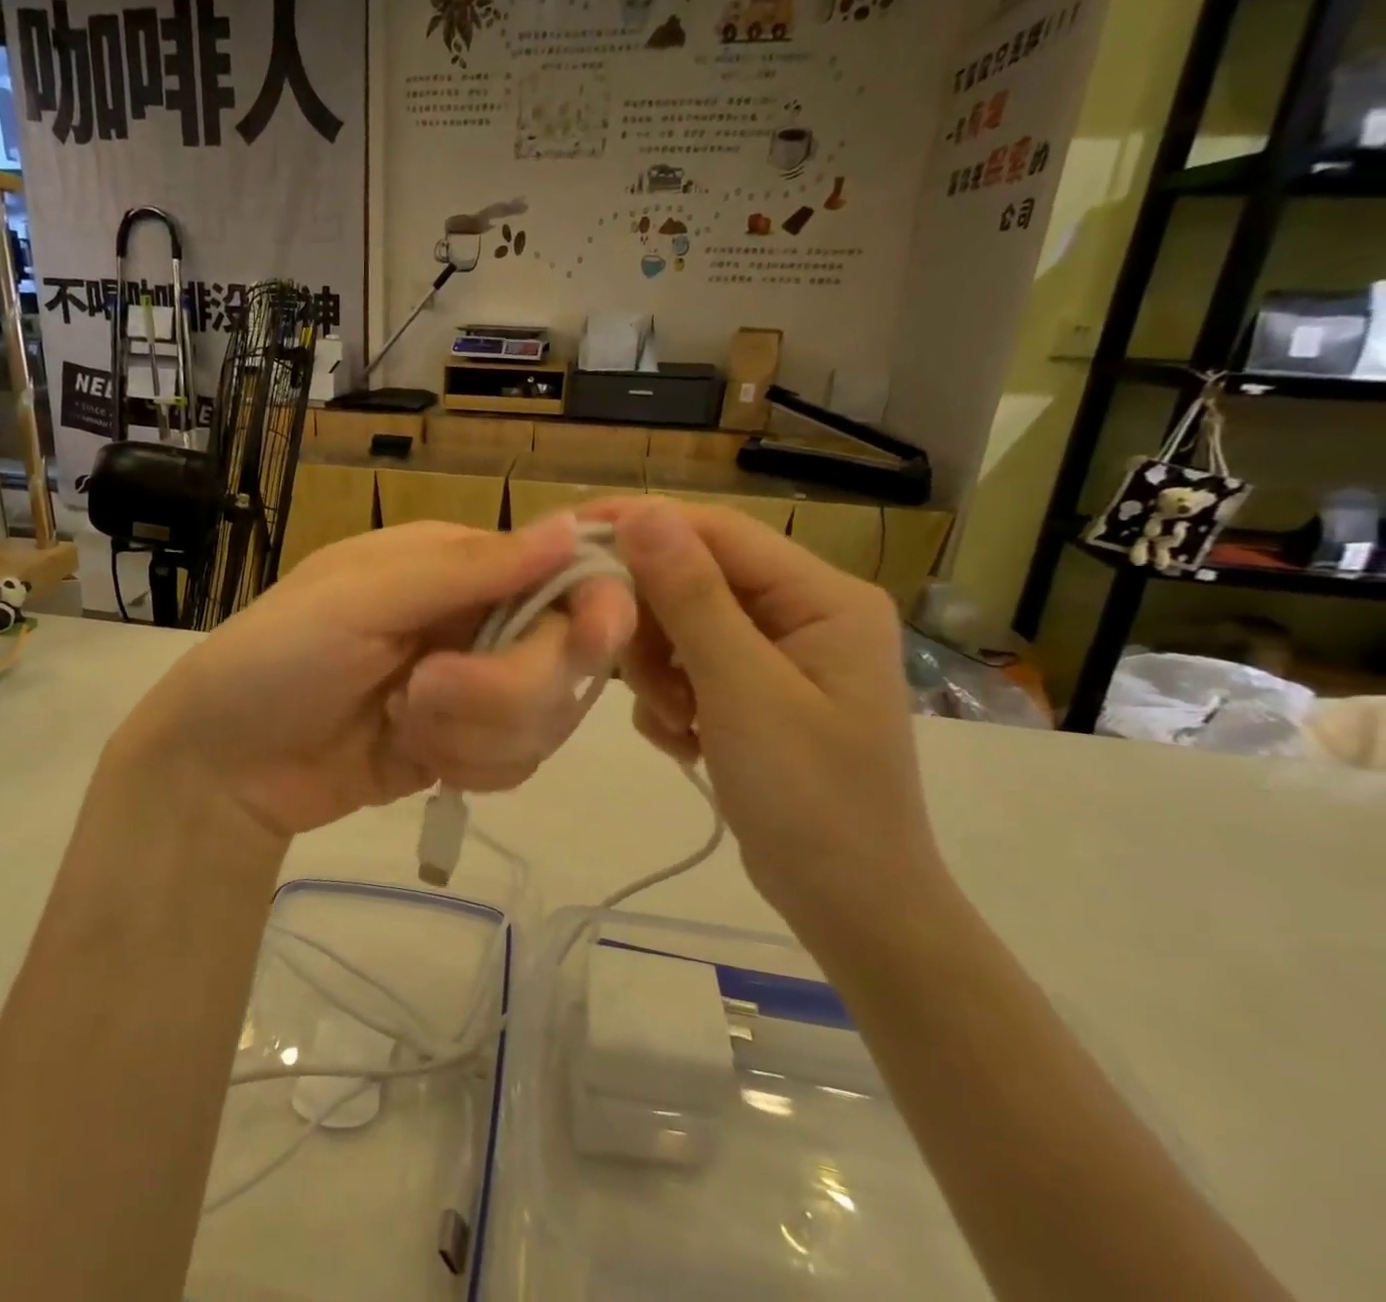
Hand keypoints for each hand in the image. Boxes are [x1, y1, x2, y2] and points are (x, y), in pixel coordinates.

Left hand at [116, 515, 636, 838]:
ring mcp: (478, 689)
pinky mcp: (470, 749)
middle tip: (420, 694)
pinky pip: (519, 762)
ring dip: (474, 732)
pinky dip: (470, 766)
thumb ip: (469, 568)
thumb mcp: (362, 599)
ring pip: (547, 717)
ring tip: (401, 724)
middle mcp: (480, 620)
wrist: (225, 766)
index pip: (564, 573)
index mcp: (460, 565)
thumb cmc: (278, 658)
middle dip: (500, 689)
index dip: (591, 606)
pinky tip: (412, 755)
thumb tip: (573, 526)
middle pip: (565, 657)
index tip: (591, 640)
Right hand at [589, 497, 940, 931]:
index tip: (571, 539)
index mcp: (822, 596)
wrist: (851, 909)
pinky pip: (689, 669)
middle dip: (655, 628)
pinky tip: (685, 743)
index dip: (643, 526)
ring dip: (660, 673)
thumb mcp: (743, 691)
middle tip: (638, 678)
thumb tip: (644, 511)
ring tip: (676, 725)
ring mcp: (779, 654)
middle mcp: (804, 612)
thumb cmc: (810, 798)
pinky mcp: (754, 692)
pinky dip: (671, 701)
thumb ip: (692, 597)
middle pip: (695, 580)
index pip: (717, 531)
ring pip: (682, 627)